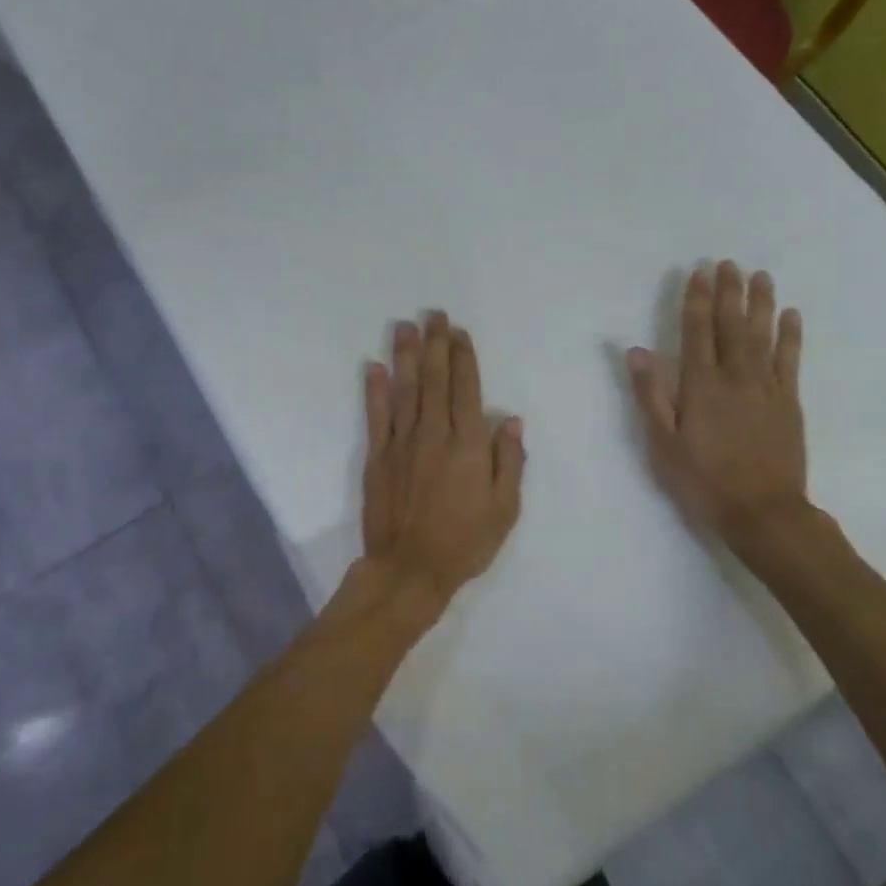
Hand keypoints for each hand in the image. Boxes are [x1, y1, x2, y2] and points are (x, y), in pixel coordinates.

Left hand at [360, 313, 525, 606]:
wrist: (409, 570)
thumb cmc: (465, 543)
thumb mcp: (505, 509)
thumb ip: (509, 461)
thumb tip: (511, 420)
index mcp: (468, 445)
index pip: (466, 389)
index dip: (463, 358)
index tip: (459, 333)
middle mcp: (434, 435)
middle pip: (434, 380)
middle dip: (435, 345)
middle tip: (434, 315)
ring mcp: (401, 444)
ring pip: (405, 390)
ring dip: (405, 355)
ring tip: (405, 326)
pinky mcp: (377, 458)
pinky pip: (376, 416)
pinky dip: (374, 390)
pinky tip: (373, 366)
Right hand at [627, 261, 809, 543]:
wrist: (763, 512)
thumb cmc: (703, 481)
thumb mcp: (663, 444)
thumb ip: (650, 395)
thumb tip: (637, 351)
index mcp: (700, 385)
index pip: (697, 331)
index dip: (697, 300)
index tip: (699, 272)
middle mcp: (735, 376)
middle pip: (731, 325)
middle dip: (729, 292)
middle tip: (729, 263)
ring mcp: (766, 387)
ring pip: (763, 335)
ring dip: (761, 303)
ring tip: (761, 276)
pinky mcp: (789, 402)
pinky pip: (790, 360)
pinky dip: (791, 335)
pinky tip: (791, 315)